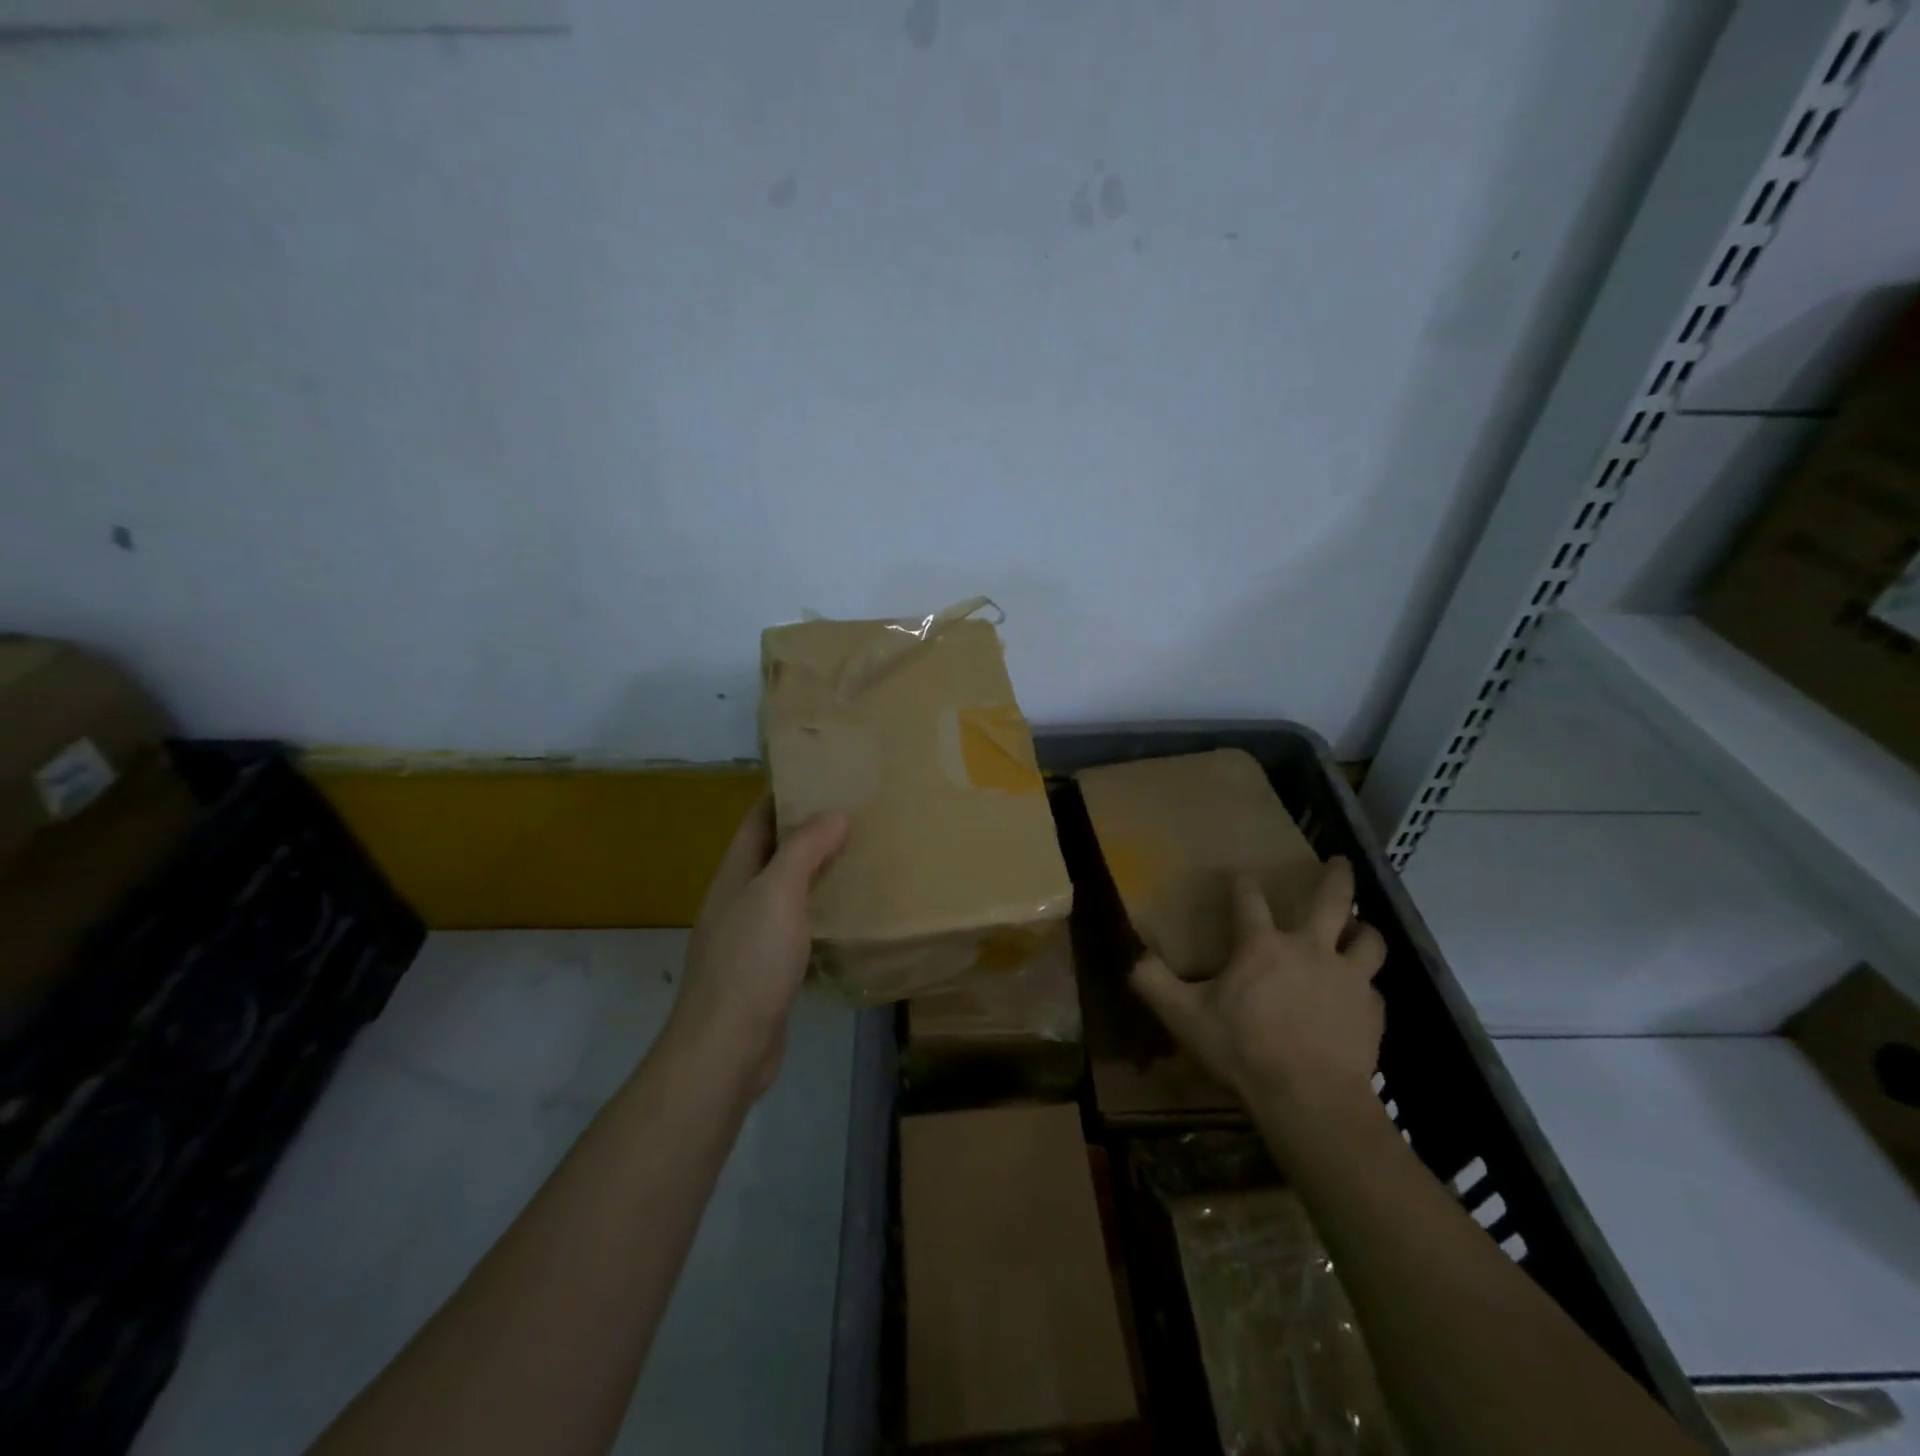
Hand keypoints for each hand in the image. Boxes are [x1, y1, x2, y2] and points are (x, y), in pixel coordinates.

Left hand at [667, 797, 849, 1097]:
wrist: (726, 1048)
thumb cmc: (749, 962)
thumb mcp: (777, 895)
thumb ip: (803, 851)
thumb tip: (835, 813)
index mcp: (735, 874)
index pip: (758, 819)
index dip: (785, 794)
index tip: (824, 775)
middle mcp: (740, 899)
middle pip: (775, 853)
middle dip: (810, 831)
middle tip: (857, 812)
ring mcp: (752, 936)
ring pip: (789, 891)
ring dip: (819, 872)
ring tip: (863, 854)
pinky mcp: (769, 969)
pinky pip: (800, 927)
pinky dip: (823, 913)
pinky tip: (852, 914)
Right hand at [1130, 857, 1386, 1118]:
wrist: (1310, 1100)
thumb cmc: (1243, 1050)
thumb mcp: (1184, 1017)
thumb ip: (1154, 983)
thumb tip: (1134, 957)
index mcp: (1262, 945)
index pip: (1249, 898)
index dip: (1241, 882)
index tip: (1237, 874)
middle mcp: (1311, 949)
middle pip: (1332, 900)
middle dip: (1336, 876)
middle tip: (1340, 861)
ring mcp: (1348, 978)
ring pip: (1369, 939)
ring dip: (1364, 929)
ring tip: (1359, 928)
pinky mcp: (1372, 1011)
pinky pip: (1374, 989)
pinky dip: (1366, 986)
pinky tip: (1359, 996)